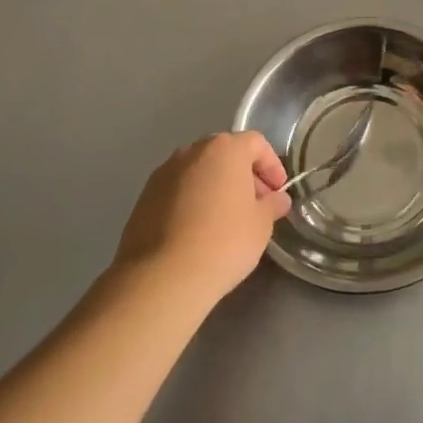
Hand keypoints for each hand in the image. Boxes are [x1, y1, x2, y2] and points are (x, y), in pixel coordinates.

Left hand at [112, 132, 291, 305]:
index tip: (278, 192)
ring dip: (216, 187)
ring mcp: (163, 173)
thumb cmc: (223, 242)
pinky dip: (192, 202)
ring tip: (225, 220)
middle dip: (243, 175)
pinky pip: (177, 191)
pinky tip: (197, 231)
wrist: (162, 278)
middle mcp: (192, 151)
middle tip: (255, 205)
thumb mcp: (261, 225)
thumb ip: (272, 205)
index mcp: (225, 149)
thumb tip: (277, 199)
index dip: (272, 166)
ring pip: (199, 172)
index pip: (256, 143)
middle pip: (225, 154)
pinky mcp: (144, 198)